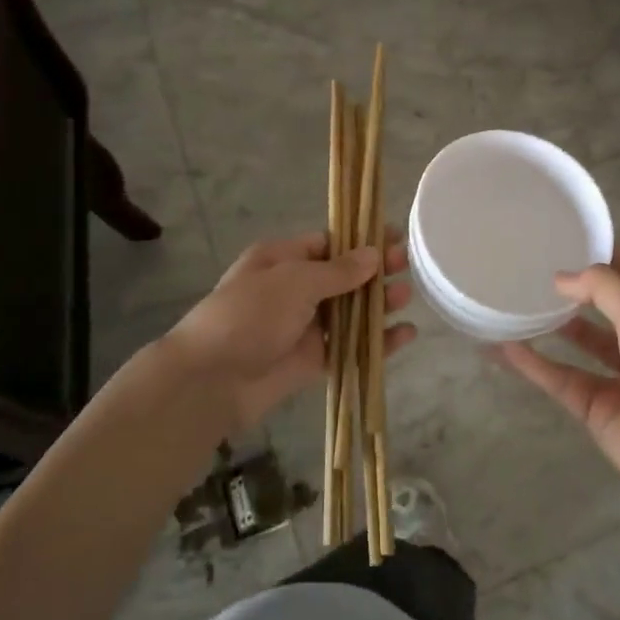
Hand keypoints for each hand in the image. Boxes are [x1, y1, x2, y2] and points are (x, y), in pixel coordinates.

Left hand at [164, 231, 415, 431]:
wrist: (211, 380)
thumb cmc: (249, 315)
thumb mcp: (294, 281)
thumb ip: (338, 271)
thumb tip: (373, 254)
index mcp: (281, 260)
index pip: (327, 244)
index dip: (360, 241)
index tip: (394, 239)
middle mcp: (293, 290)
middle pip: (343, 277)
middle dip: (374, 271)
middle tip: (407, 265)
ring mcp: (304, 327)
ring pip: (350, 312)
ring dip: (378, 304)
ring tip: (406, 296)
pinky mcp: (313, 360)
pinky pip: (351, 347)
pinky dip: (377, 342)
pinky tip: (405, 335)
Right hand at [497, 252, 619, 506]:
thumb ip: (601, 288)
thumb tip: (560, 278)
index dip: (601, 252)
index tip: (564, 233)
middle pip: (599, 308)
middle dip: (571, 291)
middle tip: (529, 268)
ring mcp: (615, 378)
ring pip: (576, 345)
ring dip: (548, 327)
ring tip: (512, 305)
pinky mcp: (594, 409)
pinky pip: (558, 379)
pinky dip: (532, 365)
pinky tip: (502, 348)